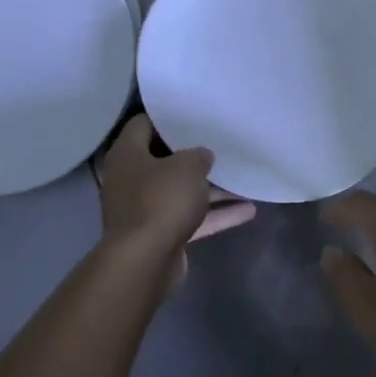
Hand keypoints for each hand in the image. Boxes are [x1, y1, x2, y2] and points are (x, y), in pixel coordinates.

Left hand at [97, 115, 254, 280]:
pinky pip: (189, 218)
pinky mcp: (158, 234)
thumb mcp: (188, 166)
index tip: (194, 116)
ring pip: (180, 191)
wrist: (144, 260)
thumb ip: (198, 155)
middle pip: (163, 160)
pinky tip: (247, 210)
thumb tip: (201, 156)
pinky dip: (214, 215)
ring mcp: (143, 208)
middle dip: (193, 156)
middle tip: (220, 144)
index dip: (168, 117)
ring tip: (242, 178)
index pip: (144, 124)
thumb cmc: (161, 200)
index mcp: (128, 154)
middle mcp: (130, 179)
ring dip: (210, 189)